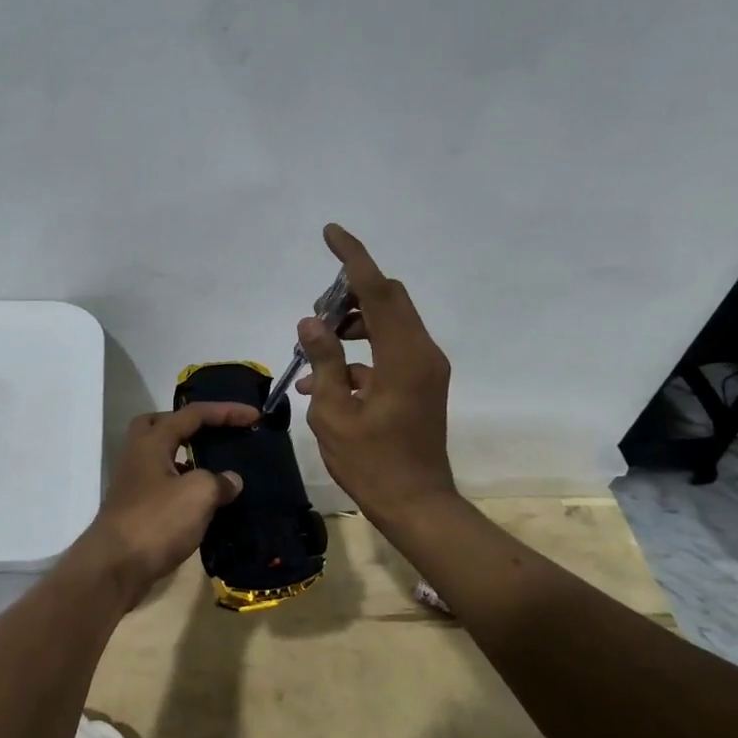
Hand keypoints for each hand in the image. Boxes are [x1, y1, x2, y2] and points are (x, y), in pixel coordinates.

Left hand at [76, 402, 255, 606]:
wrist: (114, 568)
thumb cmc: (156, 522)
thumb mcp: (197, 495)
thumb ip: (219, 481)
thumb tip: (231, 480)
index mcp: (152, 442)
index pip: (192, 414)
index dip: (226, 411)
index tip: (255, 415)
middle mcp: (139, 457)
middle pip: (161, 426)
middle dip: (189, 425)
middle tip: (215, 433)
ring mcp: (135, 485)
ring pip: (163, 459)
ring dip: (189, 459)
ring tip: (219, 470)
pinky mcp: (137, 511)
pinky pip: (165, 486)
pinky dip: (186, 488)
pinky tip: (206, 504)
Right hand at [296, 223, 457, 527]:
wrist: (416, 504)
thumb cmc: (372, 463)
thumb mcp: (334, 413)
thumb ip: (324, 361)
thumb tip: (311, 323)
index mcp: (404, 356)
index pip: (377, 290)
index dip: (353, 258)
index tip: (330, 232)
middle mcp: (422, 352)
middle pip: (388, 299)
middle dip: (349, 294)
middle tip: (315, 313)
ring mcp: (425, 368)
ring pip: (388, 323)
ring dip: (352, 324)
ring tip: (313, 347)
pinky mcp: (421, 383)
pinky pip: (389, 351)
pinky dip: (359, 353)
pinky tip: (322, 379)